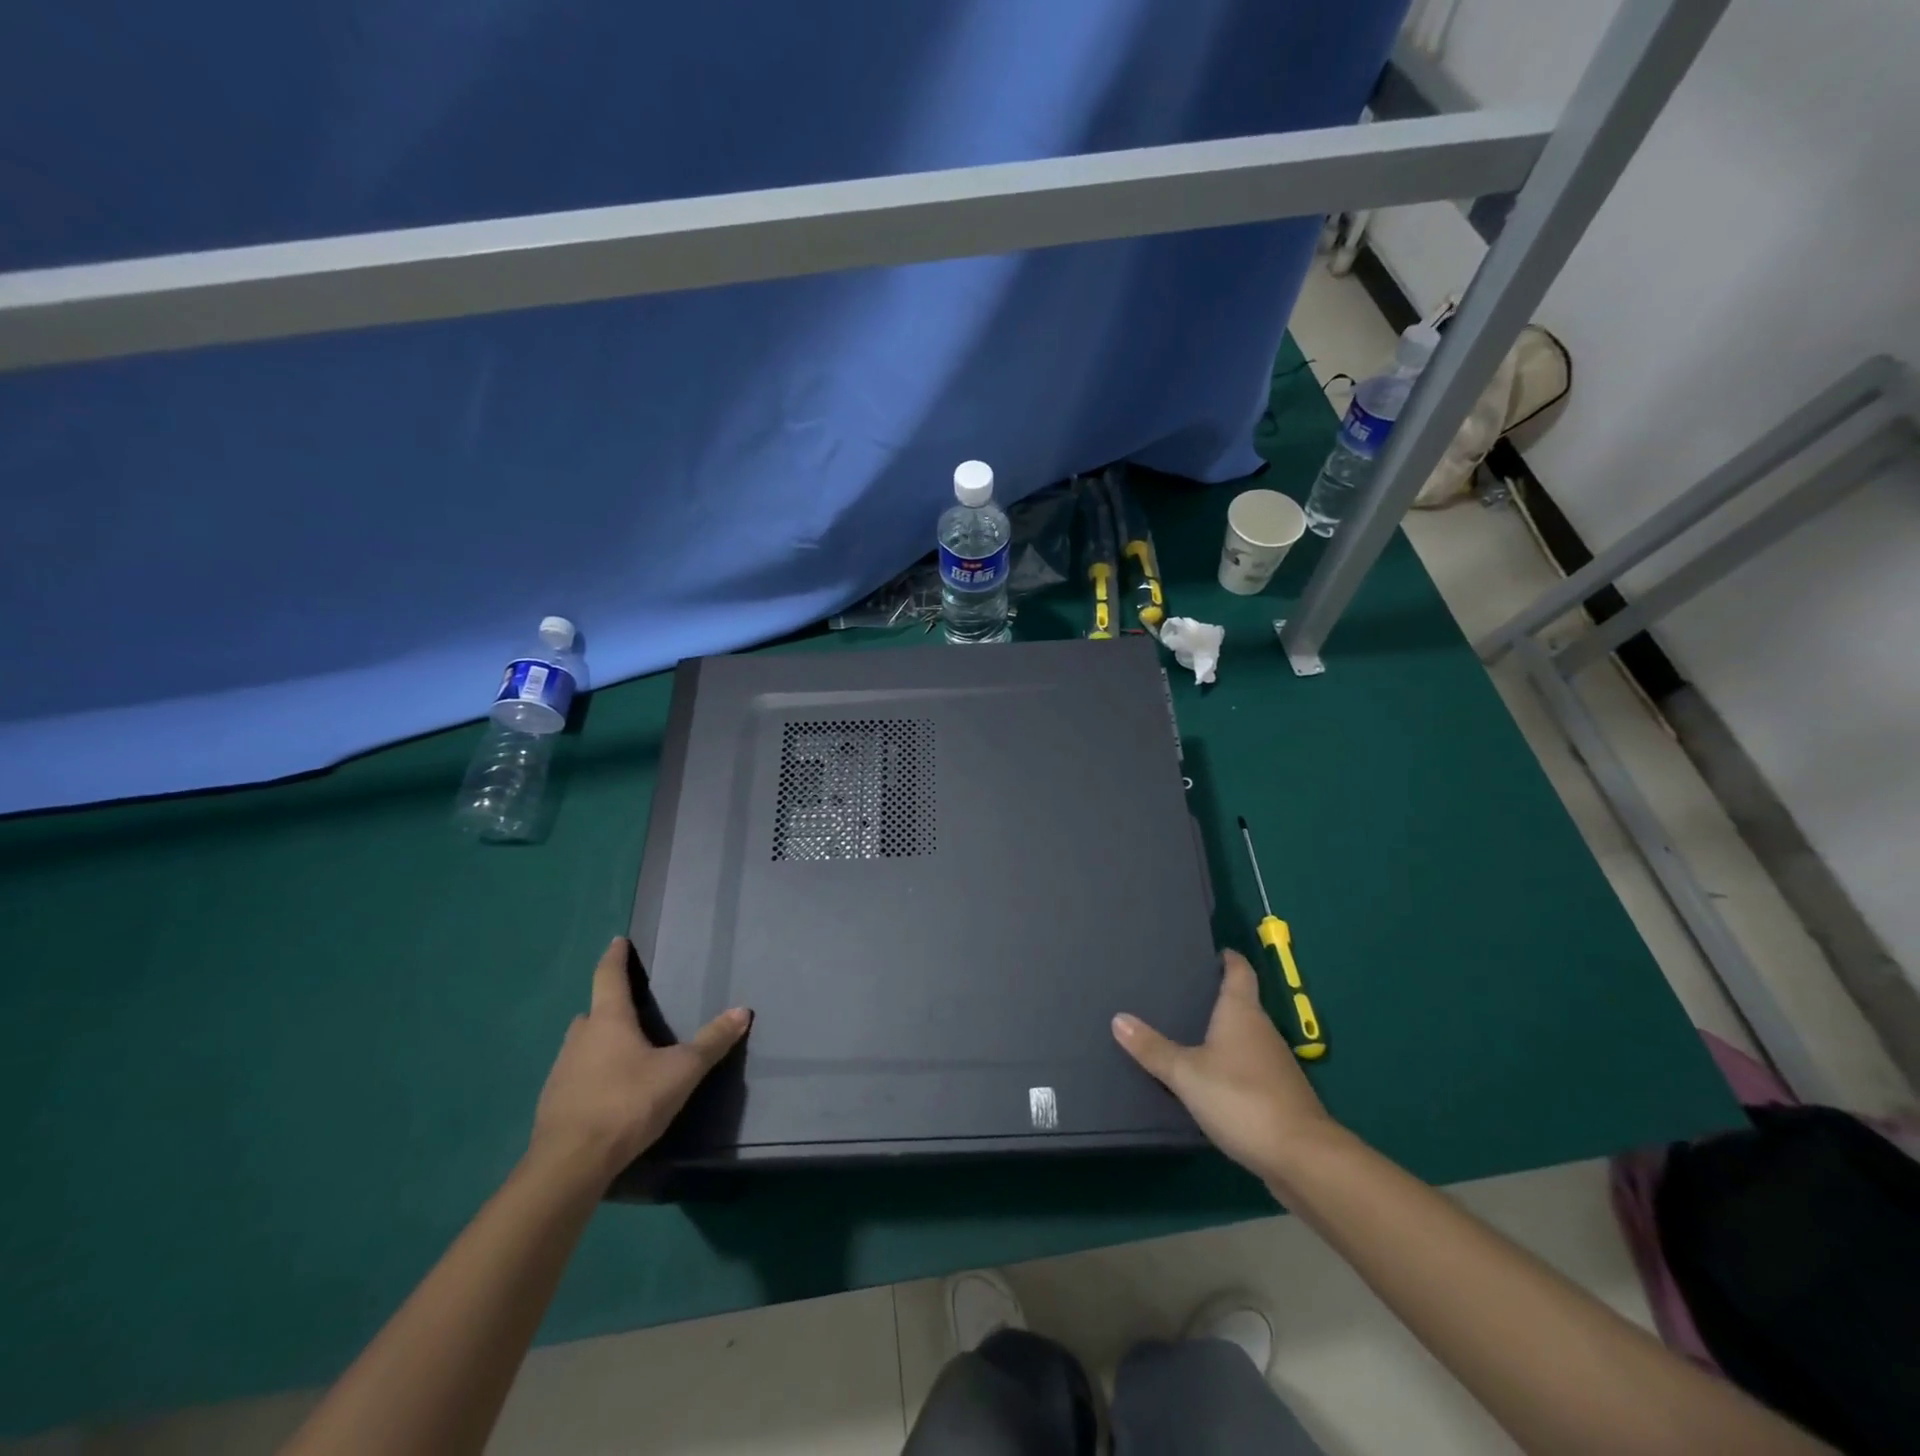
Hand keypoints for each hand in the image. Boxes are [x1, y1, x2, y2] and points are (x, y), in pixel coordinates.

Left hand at [529, 937, 749, 1184]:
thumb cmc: (628, 1103)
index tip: (618, 941)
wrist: (569, 1165)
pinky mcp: (552, 1105)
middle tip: (628, 1006)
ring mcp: (560, 1072)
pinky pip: (574, 1077)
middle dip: (608, 1006)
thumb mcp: (681, 1071)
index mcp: (608, 1021)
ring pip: (581, 1045)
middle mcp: (580, 1038)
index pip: (609, 976)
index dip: (615, 957)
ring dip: (598, 1042)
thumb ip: (711, 1042)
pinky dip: (590, 1075)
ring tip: (621, 1052)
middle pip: (592, 1012)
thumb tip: (742, 1010)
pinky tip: (606, 1092)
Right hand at [1113, 949, 1335, 1188]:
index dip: (1227, 958)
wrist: (1303, 1158)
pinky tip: (1209, 1076)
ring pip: (1245, 1035)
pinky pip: (1249, 1065)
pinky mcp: (1280, 1093)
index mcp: (1242, 1012)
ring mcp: (1275, 1063)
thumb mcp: (1186, 1074)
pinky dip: (1230, 1063)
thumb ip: (1153, 1049)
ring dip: (1222, 1032)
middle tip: (1179, 993)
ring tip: (1186, 1032)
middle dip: (1215, 996)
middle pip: (1241, 1002)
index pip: (1239, 970)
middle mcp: (1262, 1029)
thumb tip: (1118, 1018)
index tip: (1209, 953)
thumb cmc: (1242, 1099)